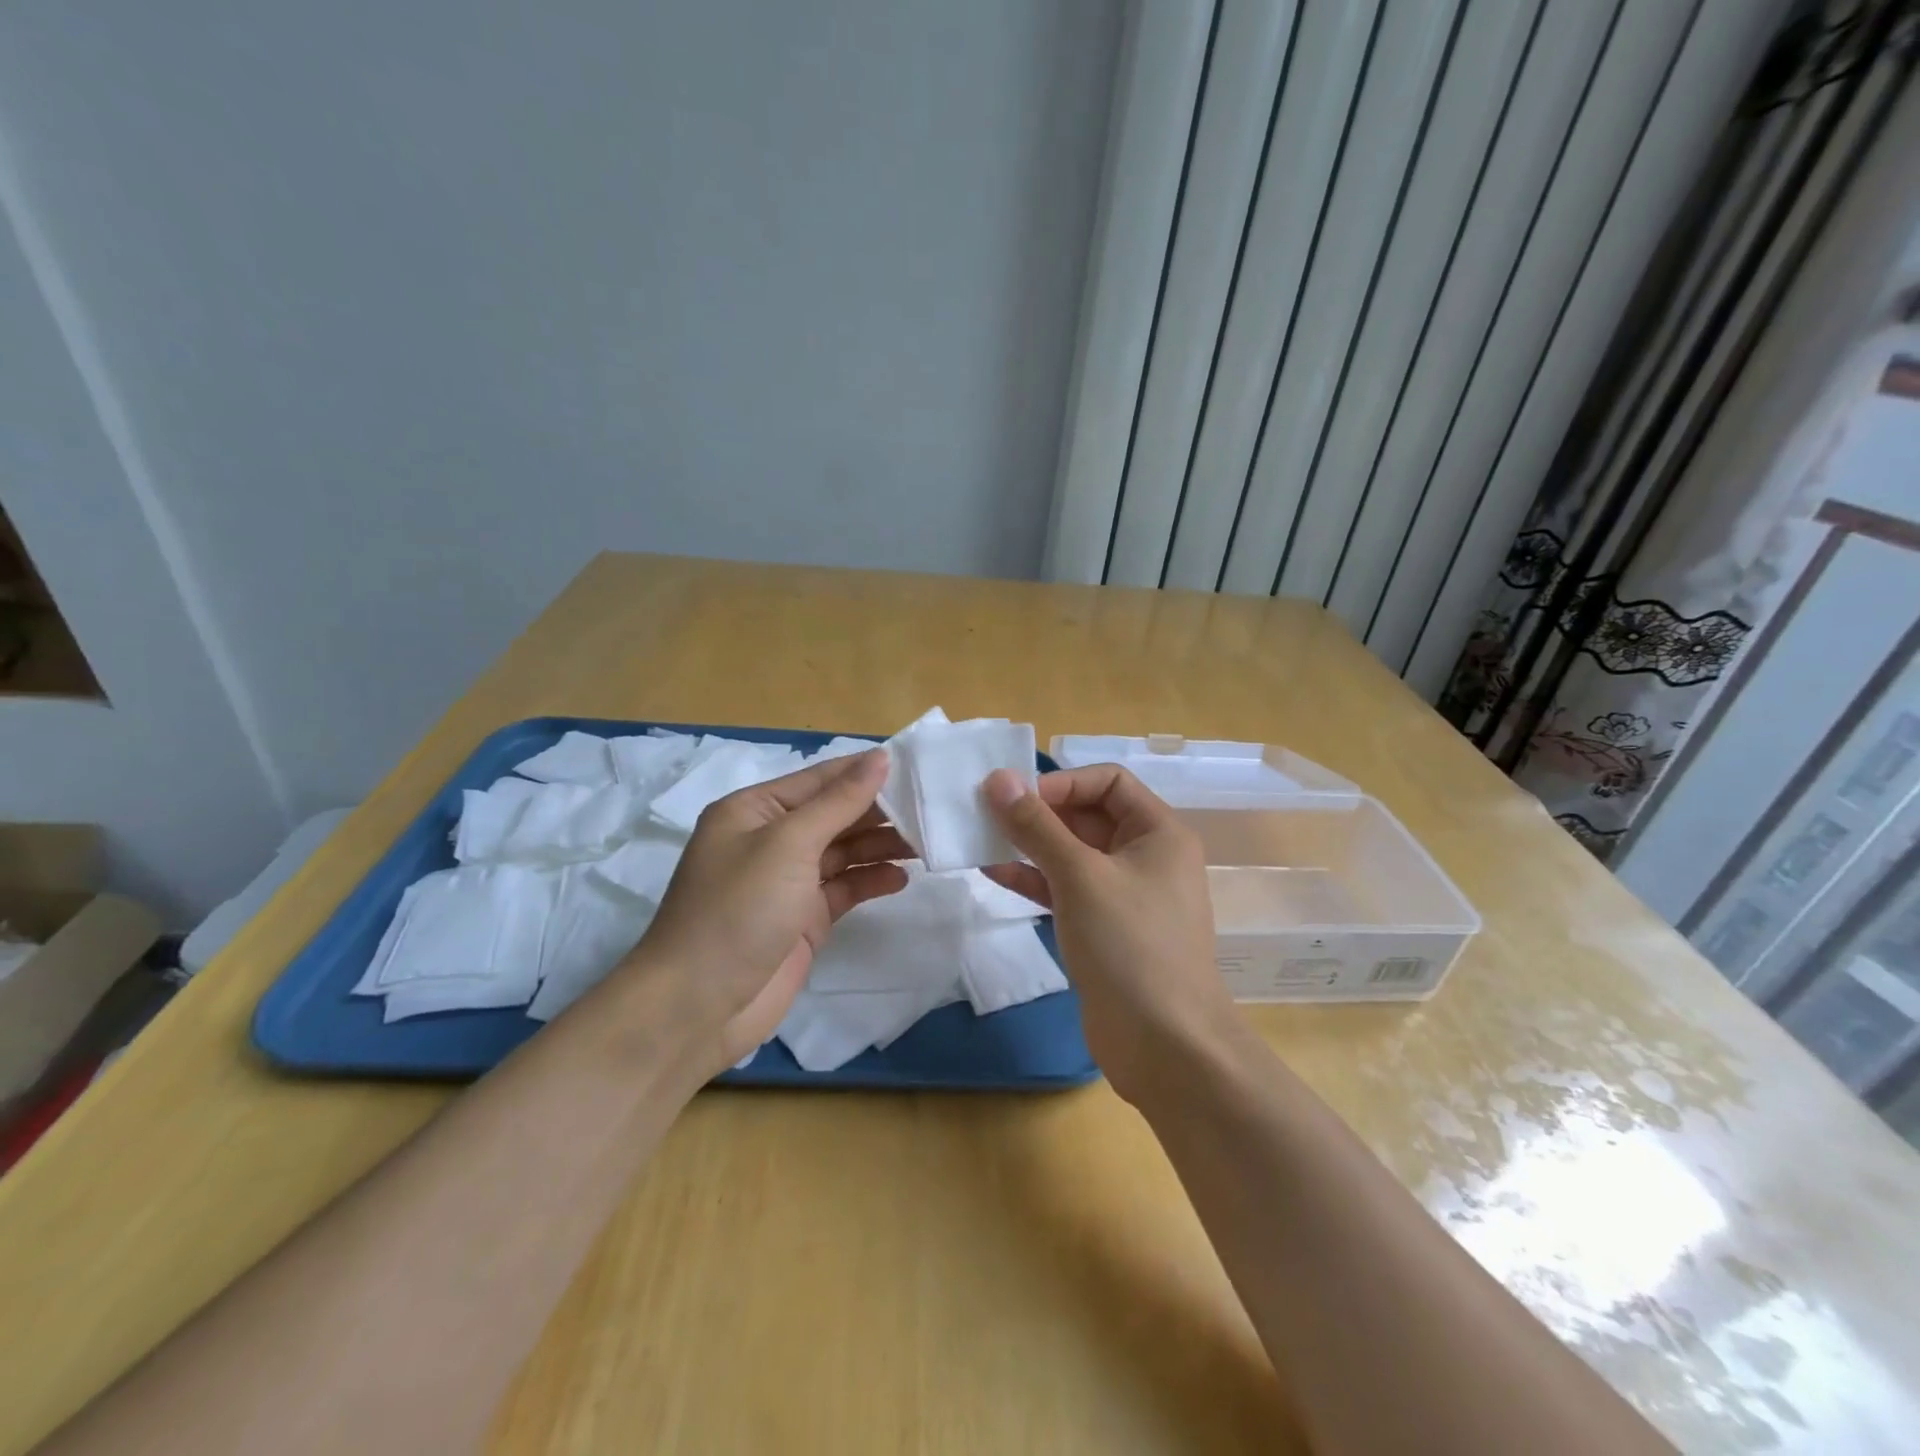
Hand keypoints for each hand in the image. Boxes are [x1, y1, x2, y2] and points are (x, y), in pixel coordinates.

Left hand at [630, 748, 910, 1073]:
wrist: (697, 1006)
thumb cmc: (738, 910)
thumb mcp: (788, 844)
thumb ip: (839, 802)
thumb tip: (880, 757)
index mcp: (755, 810)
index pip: (820, 779)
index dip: (866, 771)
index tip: (918, 765)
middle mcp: (770, 839)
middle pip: (835, 814)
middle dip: (879, 811)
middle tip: (931, 808)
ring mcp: (787, 881)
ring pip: (844, 851)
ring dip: (881, 845)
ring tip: (926, 843)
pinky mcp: (803, 919)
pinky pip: (844, 888)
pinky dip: (870, 881)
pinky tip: (900, 878)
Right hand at [981, 764, 1234, 1100]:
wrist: (1164, 1045)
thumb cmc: (1129, 945)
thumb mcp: (1080, 876)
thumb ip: (1037, 826)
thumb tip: (998, 779)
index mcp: (1158, 832)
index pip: (1108, 781)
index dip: (1062, 782)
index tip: (1016, 798)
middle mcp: (1146, 856)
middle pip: (1088, 815)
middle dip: (1039, 813)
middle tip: (986, 814)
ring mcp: (1125, 894)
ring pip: (1072, 854)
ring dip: (1030, 845)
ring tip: (981, 838)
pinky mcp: (1104, 928)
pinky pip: (1066, 889)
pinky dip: (1035, 879)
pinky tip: (994, 872)